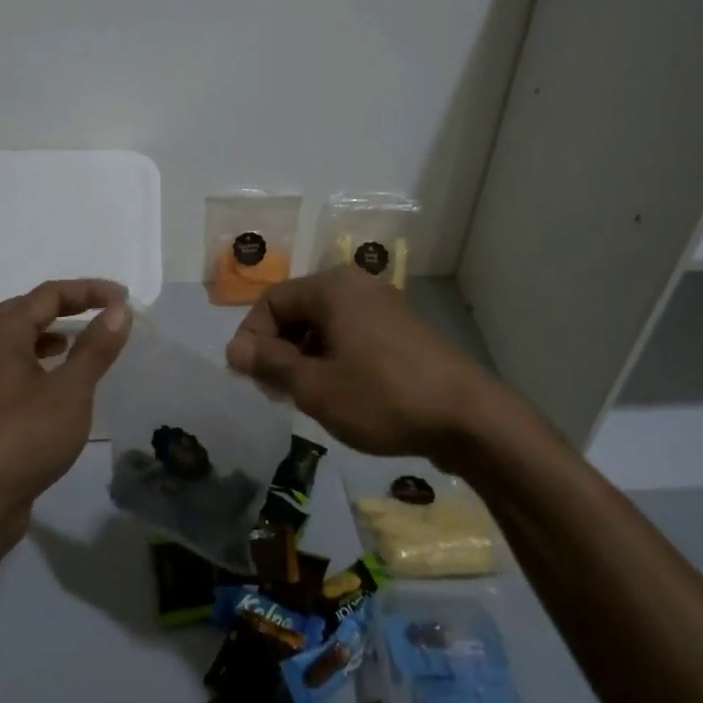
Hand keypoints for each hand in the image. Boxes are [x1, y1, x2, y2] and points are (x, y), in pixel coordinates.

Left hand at [0, 278, 131, 539]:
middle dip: (67, 305)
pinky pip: (18, 366)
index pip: (49, 295)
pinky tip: (60, 380)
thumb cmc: (25, 437)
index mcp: (3, 334)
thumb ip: (95, 347)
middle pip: (28, 310)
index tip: (124, 298)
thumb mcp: (71, 390)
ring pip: (19, 339)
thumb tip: (119, 309)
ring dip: (51, 332)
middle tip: (102, 310)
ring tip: (81, 338)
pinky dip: (42, 360)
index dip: (88, 290)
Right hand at [225, 267, 497, 463]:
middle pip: (298, 310)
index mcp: (332, 288)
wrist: (468, 418)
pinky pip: (351, 333)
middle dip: (279, 349)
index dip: (252, 339)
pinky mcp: (401, 329)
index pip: (271, 301)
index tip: (250, 379)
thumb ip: (270, 364)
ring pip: (325, 324)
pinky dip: (334, 357)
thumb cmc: (382, 397)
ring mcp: (383, 305)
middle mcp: (357, 285)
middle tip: (276, 392)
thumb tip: (234, 349)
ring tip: (307, 397)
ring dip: (305, 357)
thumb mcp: (315, 387)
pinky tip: (341, 393)